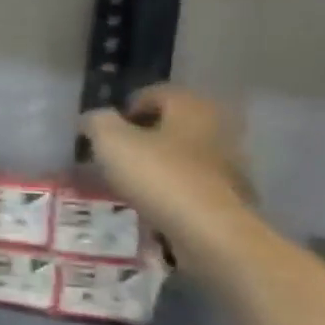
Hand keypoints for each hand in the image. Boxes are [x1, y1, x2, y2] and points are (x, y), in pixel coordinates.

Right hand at [79, 85, 253, 262]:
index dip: (123, 110)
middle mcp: (217, 125)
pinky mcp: (232, 193)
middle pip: (169, 124)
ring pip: (181, 154)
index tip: (103, 135)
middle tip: (114, 157)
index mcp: (191, 105)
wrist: (209, 231)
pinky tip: (152, 203)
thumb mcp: (110, 141)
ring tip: (129, 184)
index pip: (153, 94)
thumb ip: (97, 122)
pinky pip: (191, 182)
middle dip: (141, 138)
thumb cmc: (158, 175)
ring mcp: (230, 161)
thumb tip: (93, 120)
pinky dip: (172, 188)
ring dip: (157, 164)